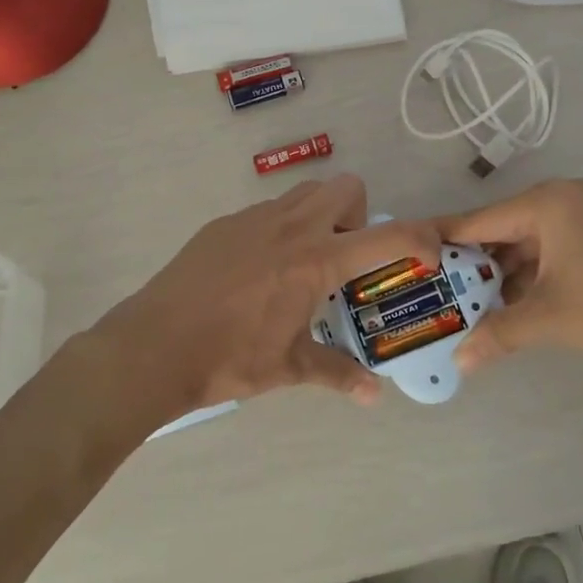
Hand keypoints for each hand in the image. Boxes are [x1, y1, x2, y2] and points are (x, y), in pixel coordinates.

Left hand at [92, 174, 440, 424]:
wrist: (153, 346)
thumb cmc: (228, 358)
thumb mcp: (288, 366)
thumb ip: (337, 372)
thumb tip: (373, 394)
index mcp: (316, 261)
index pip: (385, 236)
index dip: (419, 239)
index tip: (429, 255)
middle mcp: (291, 227)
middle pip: (345, 187)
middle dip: (358, 214)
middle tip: (345, 258)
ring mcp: (254, 219)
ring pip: (305, 193)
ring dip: (320, 216)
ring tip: (303, 262)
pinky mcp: (223, 223)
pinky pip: (267, 211)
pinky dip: (279, 229)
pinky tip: (257, 272)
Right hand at [440, 178, 582, 371]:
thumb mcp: (549, 319)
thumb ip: (498, 334)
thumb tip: (459, 363)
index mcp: (545, 204)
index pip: (477, 221)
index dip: (442, 241)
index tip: (411, 258)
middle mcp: (560, 200)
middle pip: (500, 231)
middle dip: (472, 264)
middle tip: (436, 290)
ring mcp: (581, 217)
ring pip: (524, 244)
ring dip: (500, 274)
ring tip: (466, 304)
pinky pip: (547, 251)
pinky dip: (528, 276)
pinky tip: (508, 304)